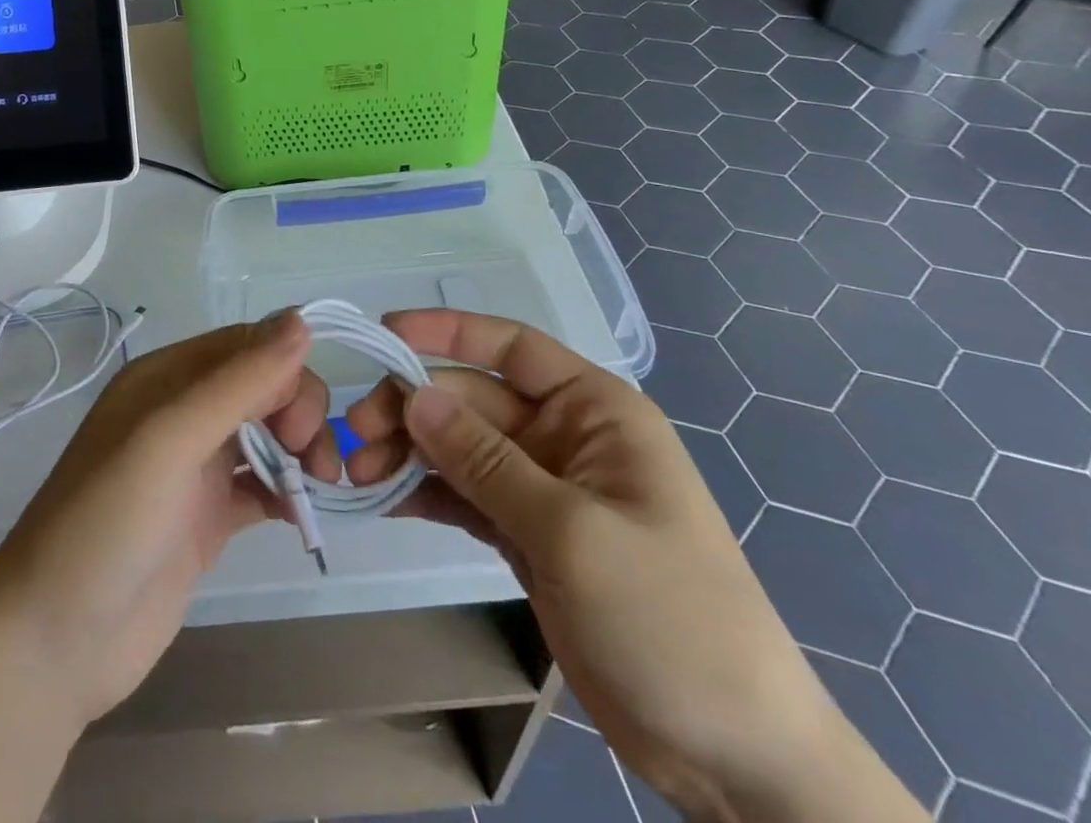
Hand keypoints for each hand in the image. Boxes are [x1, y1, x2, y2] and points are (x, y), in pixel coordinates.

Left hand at [0, 310, 335, 728]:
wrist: (53, 646)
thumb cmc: (107, 524)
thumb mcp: (170, 439)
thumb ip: (238, 382)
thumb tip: (302, 320)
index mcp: (165, 378)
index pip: (245, 346)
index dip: (285, 371)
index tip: (302, 421)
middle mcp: (181, 413)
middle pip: (262, 386)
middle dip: (298, 411)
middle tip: (313, 460)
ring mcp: (194, 467)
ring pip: (266, 433)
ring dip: (300, 449)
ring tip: (320, 487)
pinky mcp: (206, 517)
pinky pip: (261, 486)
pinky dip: (287, 491)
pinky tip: (301, 514)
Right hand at [346, 311, 924, 822]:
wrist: (735, 757)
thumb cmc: (669, 618)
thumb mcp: (571, 531)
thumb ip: (486, 460)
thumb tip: (413, 395)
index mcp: (595, 410)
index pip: (511, 346)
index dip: (446, 332)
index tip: (384, 334)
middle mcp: (565, 436)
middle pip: (472, 400)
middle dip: (413, 411)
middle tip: (355, 438)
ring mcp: (544, 488)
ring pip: (461, 448)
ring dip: (410, 454)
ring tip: (361, 476)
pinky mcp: (528, 535)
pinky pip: (466, 495)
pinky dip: (426, 493)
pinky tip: (385, 500)